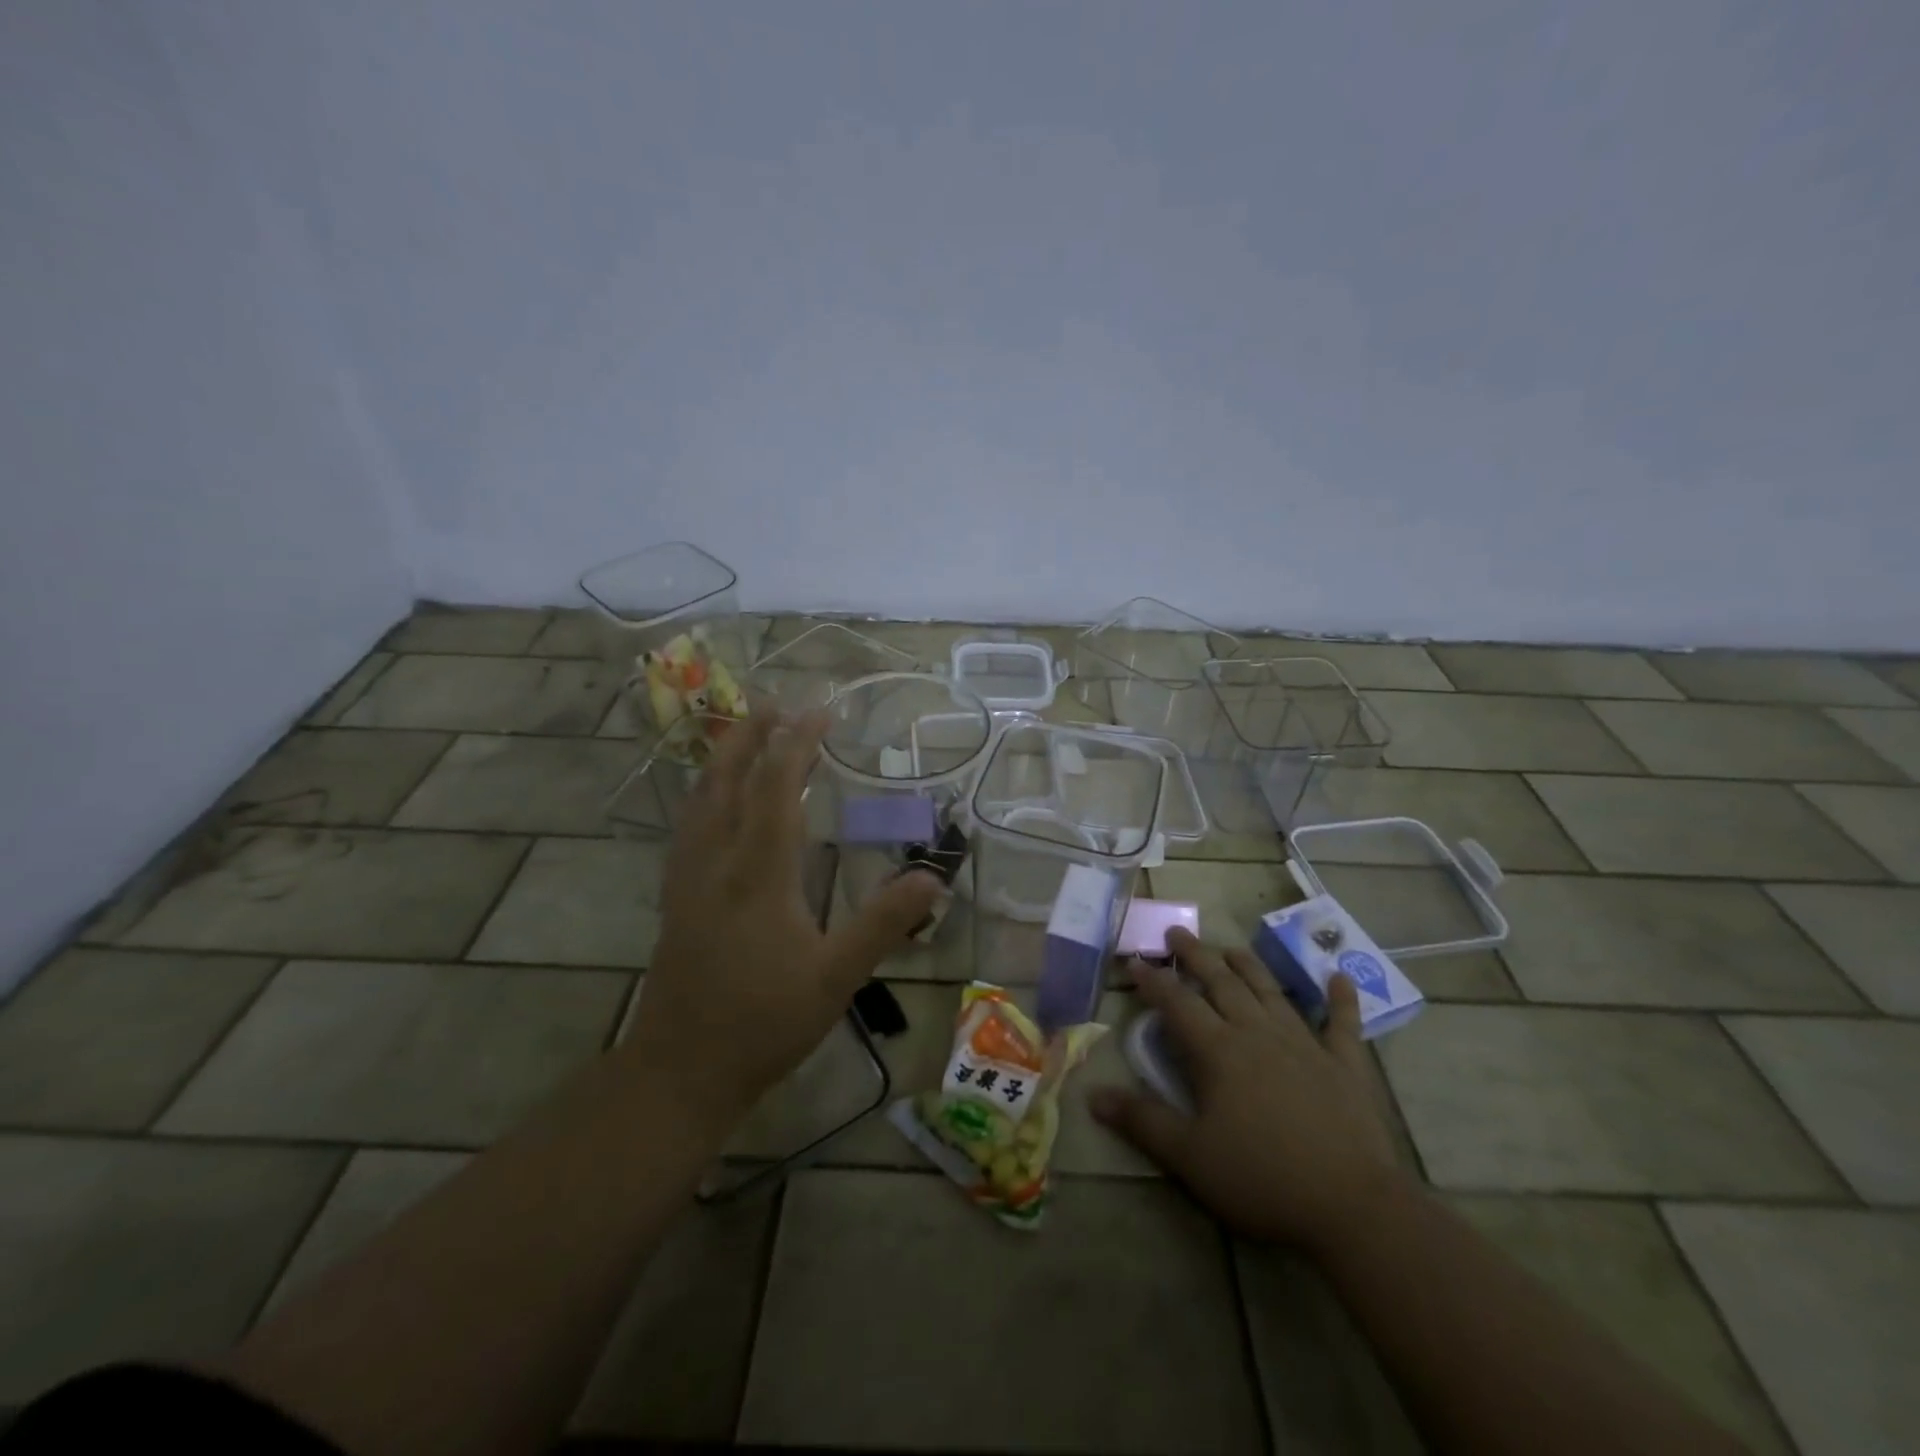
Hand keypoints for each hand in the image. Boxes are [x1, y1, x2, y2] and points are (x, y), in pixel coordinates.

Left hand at [621, 708, 941, 1134]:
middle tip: (774, 701)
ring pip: (700, 800)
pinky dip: (704, 794)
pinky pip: (688, 826)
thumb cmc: (764, 1022)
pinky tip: (710, 801)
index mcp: (759, 874)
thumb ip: (883, 924)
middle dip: (752, 736)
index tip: (818, 712)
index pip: (776, 790)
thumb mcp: (836, 977)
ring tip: (742, 732)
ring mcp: (688, 879)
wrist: (680, 1070)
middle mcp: (717, 862)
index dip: (796, 745)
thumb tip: (932, 876)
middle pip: (729, 781)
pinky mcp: (675, 898)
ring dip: (723, 758)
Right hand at [1090, 929, 1407, 1253]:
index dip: (1153, 980)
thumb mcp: (1189, 1156)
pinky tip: (1339, 977)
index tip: (1134, 960)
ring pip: (1270, 992)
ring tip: (1230, 948)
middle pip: (1221, 983)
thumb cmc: (1262, 1179)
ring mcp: (1305, 1044)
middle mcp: (1258, 1033)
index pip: (1177, 1003)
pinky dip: (1340, 999)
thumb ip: (1142, 1121)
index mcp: (1219, 1051)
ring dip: (1248, 966)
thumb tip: (1092, 1095)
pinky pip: (1342, 1023)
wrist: (1353, 1207)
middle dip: (1196, 956)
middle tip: (1177, 932)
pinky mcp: (1345, 1065)